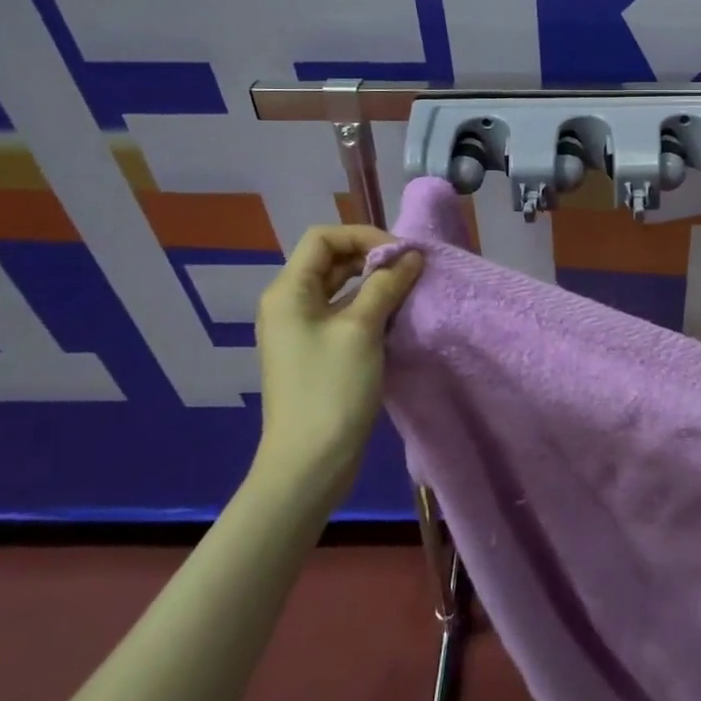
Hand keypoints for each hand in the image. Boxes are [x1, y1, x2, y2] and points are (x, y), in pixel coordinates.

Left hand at [254, 225, 423, 478]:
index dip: (364, 236)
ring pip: (340, 288)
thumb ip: (386, 285)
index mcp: (288, 292)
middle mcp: (289, 304)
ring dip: (374, 283)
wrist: (309, 464)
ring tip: (410, 290)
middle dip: (373, 257)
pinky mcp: (316, 352)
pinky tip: (396, 317)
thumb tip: (411, 257)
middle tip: (411, 270)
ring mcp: (301, 330)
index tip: (401, 254)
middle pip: (331, 260)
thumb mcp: (362, 329)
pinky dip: (369, 307)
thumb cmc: (332, 389)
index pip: (324, 238)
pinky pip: (343, 313)